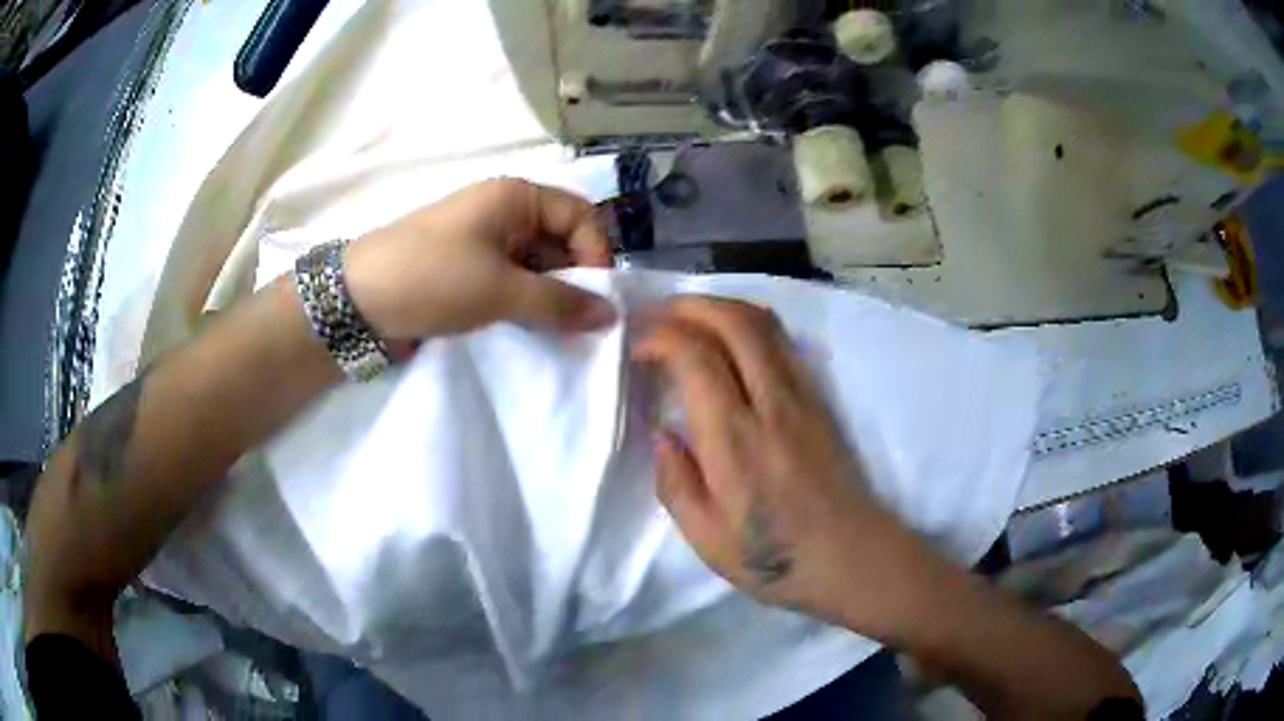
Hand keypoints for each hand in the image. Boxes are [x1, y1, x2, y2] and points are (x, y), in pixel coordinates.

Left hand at [344, 178, 615, 340]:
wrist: (357, 298)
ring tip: (550, 329)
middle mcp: (505, 209)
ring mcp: (484, 237)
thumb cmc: (433, 278)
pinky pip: (512, 277)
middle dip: (573, 279)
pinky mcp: (468, 264)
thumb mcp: (500, 291)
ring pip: (537, 262)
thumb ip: (560, 303)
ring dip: (548, 294)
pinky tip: (524, 326)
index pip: (581, 216)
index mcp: (516, 196)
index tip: (594, 300)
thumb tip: (611, 316)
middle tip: (575, 323)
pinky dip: (523, 300)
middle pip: (561, 239)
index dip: (596, 254)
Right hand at [633, 297, 928, 631]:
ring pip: (763, 322)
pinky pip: (782, 340)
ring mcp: (803, 395)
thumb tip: (661, 434)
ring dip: (720, 306)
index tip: (637, 349)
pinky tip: (730, 339)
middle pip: (733, 321)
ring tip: (688, 317)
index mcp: (734, 440)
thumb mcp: (706, 539)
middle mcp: (771, 403)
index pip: (696, 357)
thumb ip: (675, 482)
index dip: (660, 338)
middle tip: (656, 316)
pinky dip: (747, 323)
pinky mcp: (819, 399)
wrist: (852, 557)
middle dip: (687, 305)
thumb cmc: (775, 557)